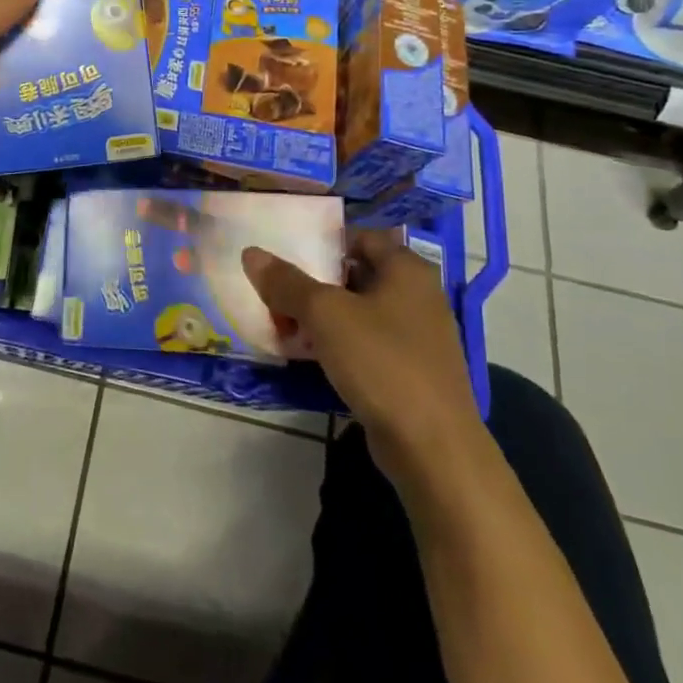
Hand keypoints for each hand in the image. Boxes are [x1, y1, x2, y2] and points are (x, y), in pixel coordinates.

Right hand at [242, 229, 482, 482]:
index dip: (323, 242)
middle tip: (275, 291)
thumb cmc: (381, 362)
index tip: (286, 253)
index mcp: (407, 270)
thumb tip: (251, 254)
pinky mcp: (409, 370)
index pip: (360, 237)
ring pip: (358, 312)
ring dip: (321, 317)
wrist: (431, 446)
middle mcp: (418, 296)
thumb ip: (286, 282)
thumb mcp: (325, 314)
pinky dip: (336, 344)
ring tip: (282, 324)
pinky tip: (306, 355)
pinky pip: (365, 344)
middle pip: (355, 275)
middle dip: (314, 283)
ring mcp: (417, 336)